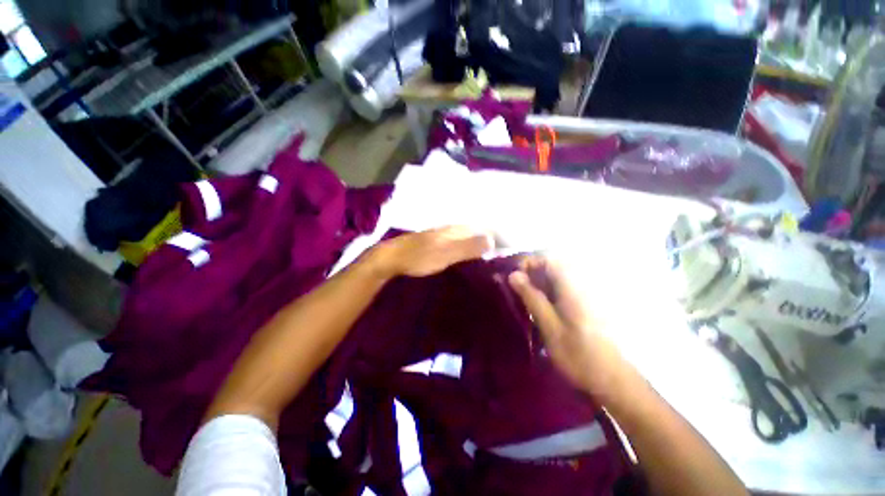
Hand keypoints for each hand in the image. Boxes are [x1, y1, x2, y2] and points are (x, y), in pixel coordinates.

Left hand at [370, 227, 491, 278]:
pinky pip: (455, 241)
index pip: (480, 228)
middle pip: (473, 231)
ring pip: (464, 235)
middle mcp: (450, 228)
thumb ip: (469, 247)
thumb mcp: (447, 253)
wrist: (392, 258)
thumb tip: (493, 239)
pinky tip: (465, 253)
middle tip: (499, 252)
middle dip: (485, 238)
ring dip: (475, 242)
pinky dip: (463, 245)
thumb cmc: (420, 256)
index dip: (492, 235)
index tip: (504, 247)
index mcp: (454, 228)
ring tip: (487, 253)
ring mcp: (441, 234)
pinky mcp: (434, 242)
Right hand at [508, 255, 630, 398]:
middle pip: (551, 266)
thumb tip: (513, 275)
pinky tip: (541, 307)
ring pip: (555, 277)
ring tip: (525, 299)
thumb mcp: (549, 326)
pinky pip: (562, 288)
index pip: (548, 259)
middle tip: (516, 290)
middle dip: (531, 273)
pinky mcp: (585, 303)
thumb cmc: (579, 355)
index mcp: (572, 287)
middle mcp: (580, 284)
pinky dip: (547, 292)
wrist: (613, 380)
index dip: (528, 263)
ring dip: (538, 283)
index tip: (513, 278)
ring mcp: (585, 294)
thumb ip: (532, 298)